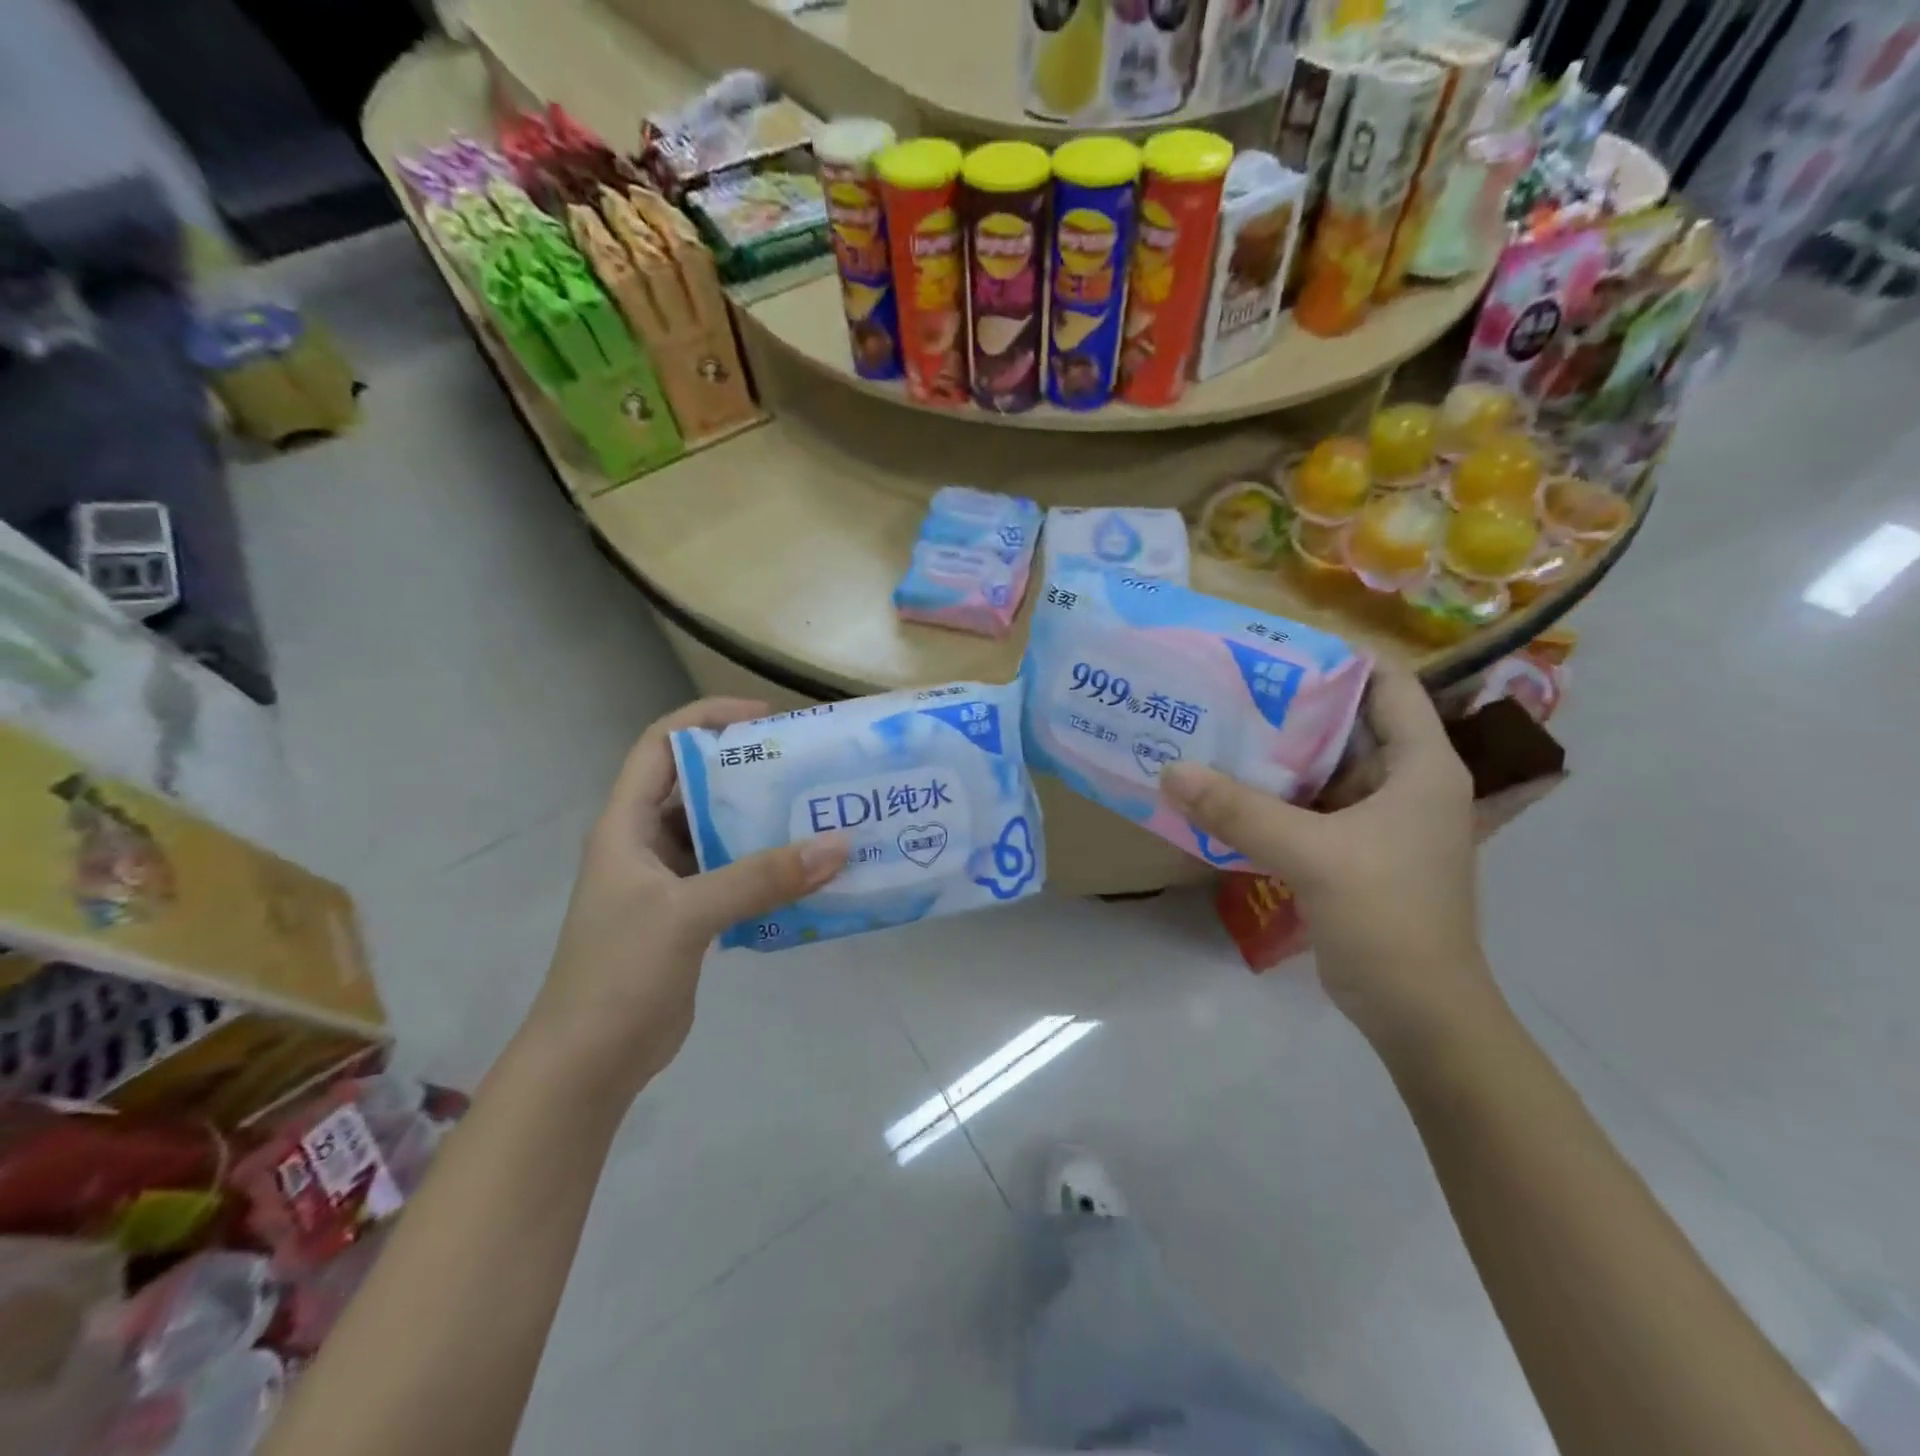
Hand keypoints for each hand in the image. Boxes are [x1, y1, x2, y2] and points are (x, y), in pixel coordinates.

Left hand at [529, 698, 848, 1097]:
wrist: (590, 1063)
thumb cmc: (618, 974)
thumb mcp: (687, 914)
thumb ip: (761, 877)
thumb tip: (839, 844)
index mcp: (627, 824)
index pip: (662, 744)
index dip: (709, 718)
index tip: (767, 718)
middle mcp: (647, 842)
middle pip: (700, 785)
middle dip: (752, 771)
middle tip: (811, 767)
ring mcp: (669, 881)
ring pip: (722, 832)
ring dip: (766, 823)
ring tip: (821, 814)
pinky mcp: (691, 915)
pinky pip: (736, 874)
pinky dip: (769, 868)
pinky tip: (810, 872)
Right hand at [1161, 661, 1495, 1049]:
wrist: (1418, 1012)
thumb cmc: (1387, 917)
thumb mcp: (1311, 855)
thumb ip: (1240, 810)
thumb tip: (1170, 770)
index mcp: (1422, 766)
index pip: (1388, 685)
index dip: (1337, 660)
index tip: (1272, 648)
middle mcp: (1406, 783)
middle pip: (1347, 724)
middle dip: (1290, 704)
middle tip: (1228, 685)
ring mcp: (1380, 820)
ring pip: (1323, 768)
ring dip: (1276, 753)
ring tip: (1217, 727)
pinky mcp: (1354, 852)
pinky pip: (1310, 807)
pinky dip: (1274, 796)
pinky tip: (1227, 788)